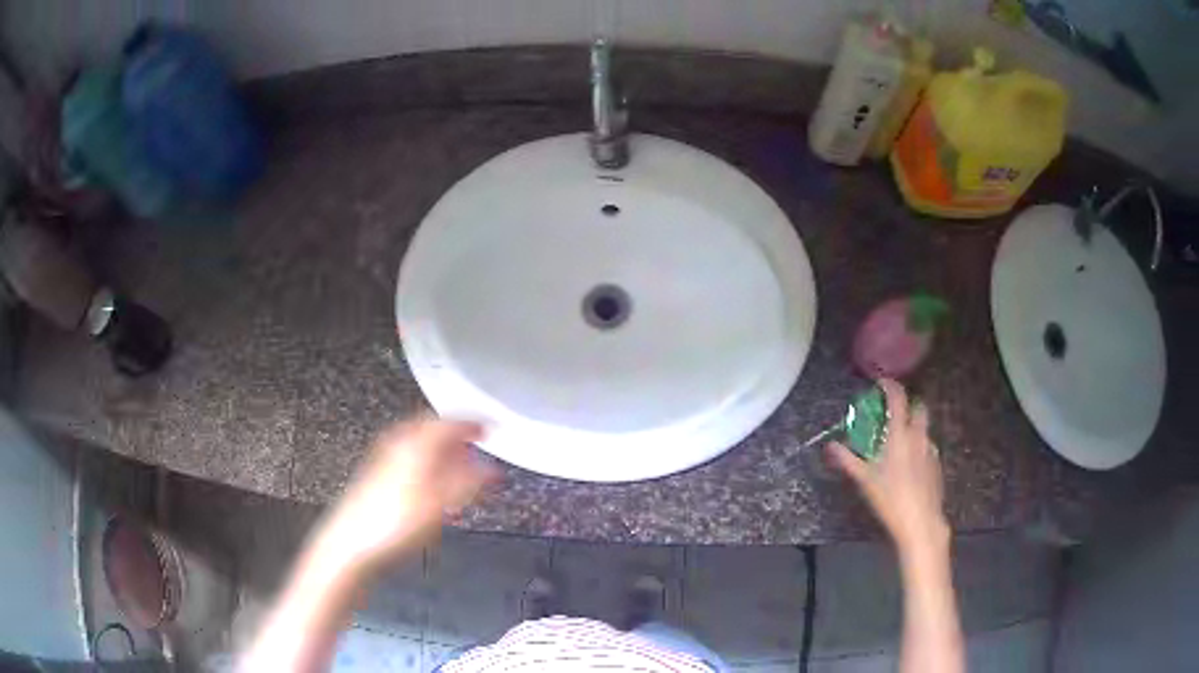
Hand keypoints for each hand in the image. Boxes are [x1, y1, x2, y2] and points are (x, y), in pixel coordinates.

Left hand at [317, 419, 498, 573]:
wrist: (349, 545)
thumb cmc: (394, 524)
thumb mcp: (440, 505)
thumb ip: (468, 484)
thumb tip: (492, 470)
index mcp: (414, 444)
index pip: (447, 423)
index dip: (471, 424)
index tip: (489, 427)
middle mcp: (397, 446)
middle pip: (430, 430)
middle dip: (454, 435)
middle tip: (473, 442)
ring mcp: (383, 462)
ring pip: (418, 445)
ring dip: (440, 451)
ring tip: (457, 463)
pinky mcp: (375, 480)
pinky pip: (408, 461)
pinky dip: (426, 465)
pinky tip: (430, 484)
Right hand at [827, 379, 948, 554]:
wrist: (920, 522)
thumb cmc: (890, 498)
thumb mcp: (865, 480)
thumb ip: (848, 460)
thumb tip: (830, 446)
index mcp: (901, 434)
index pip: (898, 398)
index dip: (890, 386)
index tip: (881, 383)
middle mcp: (919, 436)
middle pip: (918, 407)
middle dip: (908, 404)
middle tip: (893, 414)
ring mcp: (931, 450)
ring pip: (924, 428)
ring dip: (913, 427)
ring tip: (898, 444)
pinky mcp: (937, 465)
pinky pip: (927, 447)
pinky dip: (918, 447)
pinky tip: (909, 466)